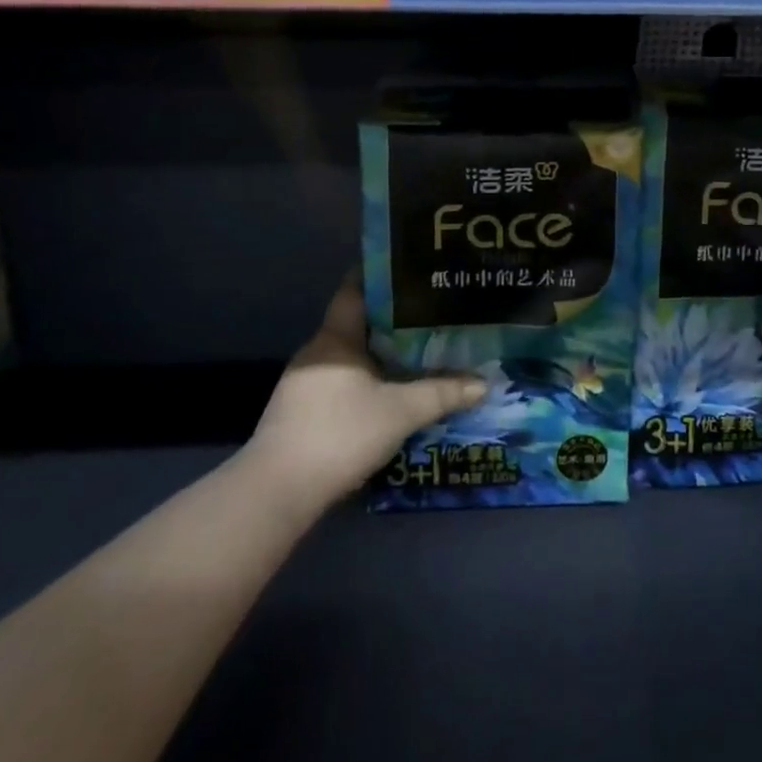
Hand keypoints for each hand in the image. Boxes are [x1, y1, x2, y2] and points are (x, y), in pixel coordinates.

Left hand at [244, 274, 484, 503]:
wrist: (277, 493)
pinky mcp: (302, 413)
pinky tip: (393, 391)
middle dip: (394, 318)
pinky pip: (344, 381)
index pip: (356, 289)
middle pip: (358, 323)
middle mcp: (317, 352)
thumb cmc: (340, 434)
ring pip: (352, 355)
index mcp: (335, 338)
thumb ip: (443, 393)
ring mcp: (305, 384)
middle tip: (434, 313)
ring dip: (382, 353)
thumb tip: (484, 383)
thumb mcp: (401, 412)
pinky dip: (369, 379)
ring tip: (421, 351)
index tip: (414, 269)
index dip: (382, 275)